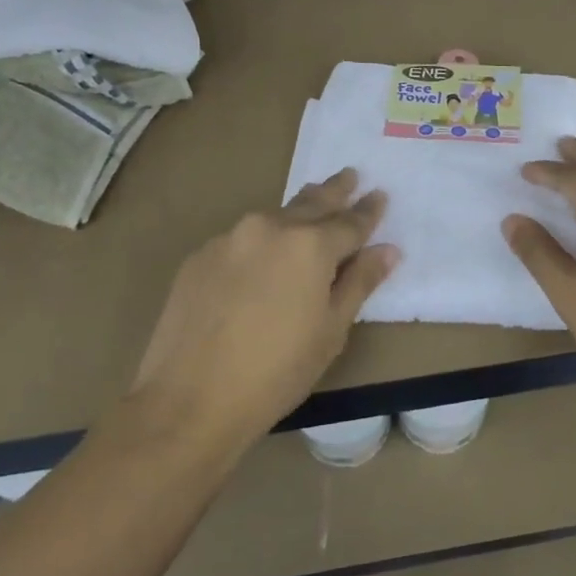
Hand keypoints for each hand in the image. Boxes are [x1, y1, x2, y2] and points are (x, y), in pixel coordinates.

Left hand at [123, 170, 396, 447]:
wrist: (188, 400)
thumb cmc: (276, 372)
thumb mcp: (330, 331)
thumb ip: (359, 282)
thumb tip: (387, 250)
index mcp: (310, 245)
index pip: (350, 222)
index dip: (368, 211)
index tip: (379, 195)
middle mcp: (270, 228)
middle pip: (311, 202)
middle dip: (335, 190)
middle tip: (350, 175)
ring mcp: (230, 238)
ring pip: (274, 217)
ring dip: (296, 213)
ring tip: (310, 210)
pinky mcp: (199, 256)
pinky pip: (242, 239)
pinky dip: (261, 241)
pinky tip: (261, 260)